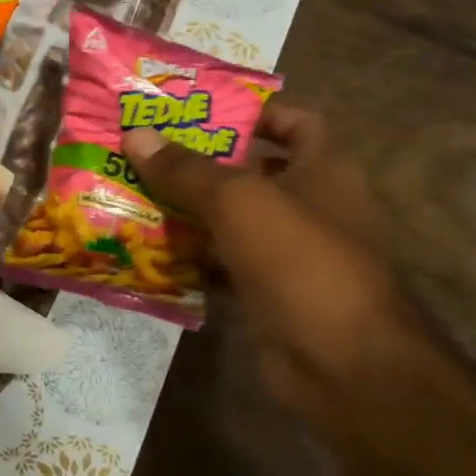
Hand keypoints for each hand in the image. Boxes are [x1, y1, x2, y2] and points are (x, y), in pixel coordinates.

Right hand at [121, 105, 423, 413]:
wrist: (342, 365)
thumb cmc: (299, 259)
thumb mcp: (238, 201)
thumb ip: (185, 169)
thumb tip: (134, 135)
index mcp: (323, 169)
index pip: (295, 122)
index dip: (253, 111)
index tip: (199, 111)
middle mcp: (310, 206)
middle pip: (252, 171)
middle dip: (201, 163)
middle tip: (145, 151)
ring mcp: (289, 254)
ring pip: (231, 221)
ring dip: (188, 211)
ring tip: (133, 193)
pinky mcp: (267, 293)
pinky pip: (222, 264)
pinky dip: (190, 258)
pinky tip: (147, 249)